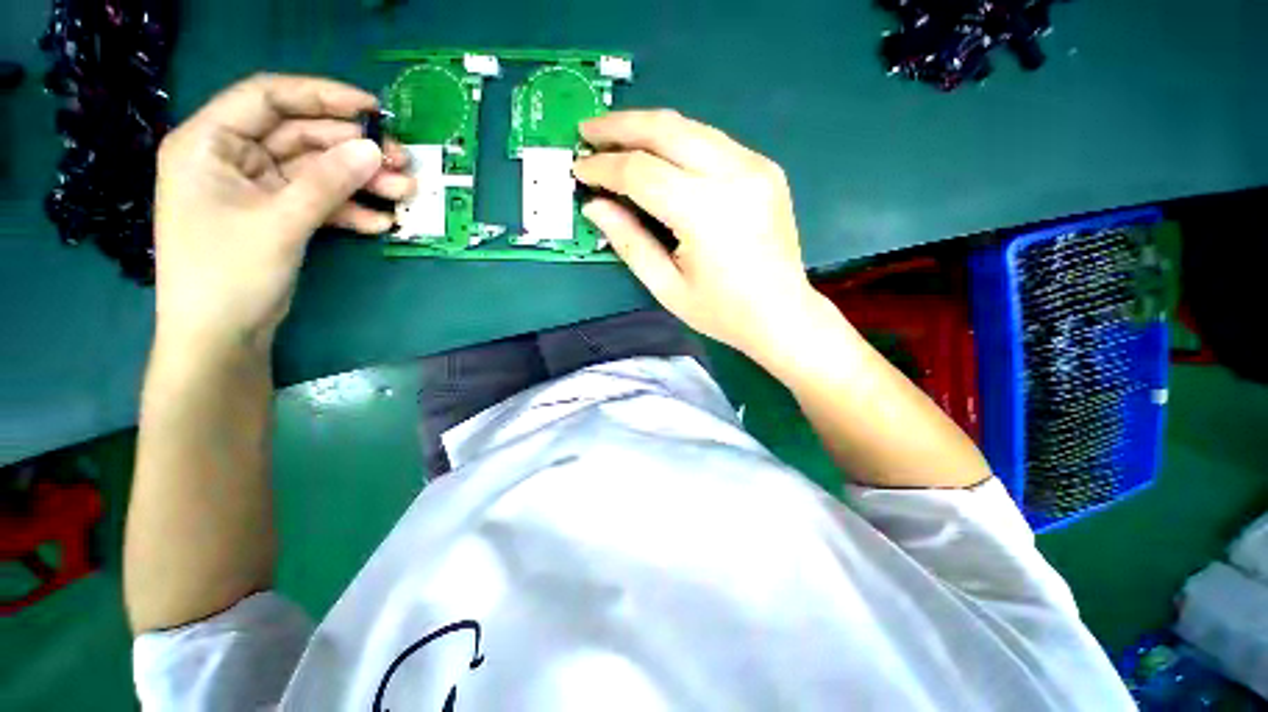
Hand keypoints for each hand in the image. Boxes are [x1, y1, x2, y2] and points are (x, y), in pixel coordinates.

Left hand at [153, 73, 414, 354]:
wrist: (222, 336)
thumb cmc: (229, 274)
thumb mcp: (279, 222)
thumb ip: (327, 183)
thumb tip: (373, 150)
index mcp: (210, 142)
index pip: (268, 98)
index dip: (321, 96)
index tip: (371, 108)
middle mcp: (233, 157)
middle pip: (302, 136)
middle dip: (353, 149)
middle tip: (402, 161)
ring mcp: (258, 188)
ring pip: (318, 171)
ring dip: (361, 181)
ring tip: (405, 192)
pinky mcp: (279, 215)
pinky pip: (320, 201)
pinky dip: (350, 209)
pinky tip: (380, 222)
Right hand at [573, 110, 815, 362]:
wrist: (783, 314)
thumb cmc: (722, 312)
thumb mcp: (667, 286)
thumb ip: (628, 241)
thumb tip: (594, 206)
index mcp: (706, 212)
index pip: (641, 172)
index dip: (604, 168)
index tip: (579, 170)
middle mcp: (734, 175)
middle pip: (666, 130)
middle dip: (620, 126)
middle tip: (588, 133)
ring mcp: (755, 166)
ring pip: (690, 127)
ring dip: (648, 128)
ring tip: (616, 138)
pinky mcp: (765, 168)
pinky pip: (712, 142)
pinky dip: (678, 142)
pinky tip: (659, 155)